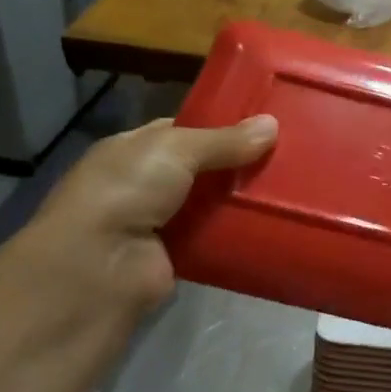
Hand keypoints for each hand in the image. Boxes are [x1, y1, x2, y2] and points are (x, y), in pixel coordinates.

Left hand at [10, 116, 278, 324]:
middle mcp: (145, 183)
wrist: (98, 267)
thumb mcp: (175, 149)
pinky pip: (216, 238)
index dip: (221, 125)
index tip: (264, 124)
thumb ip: (224, 140)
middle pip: (203, 168)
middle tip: (289, 155)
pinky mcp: (179, 256)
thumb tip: (273, 124)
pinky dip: (240, 233)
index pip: (183, 130)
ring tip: (292, 188)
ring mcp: (161, 222)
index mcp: (134, 149)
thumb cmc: (127, 190)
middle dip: (239, 163)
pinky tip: (275, 224)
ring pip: (213, 204)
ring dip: (243, 199)